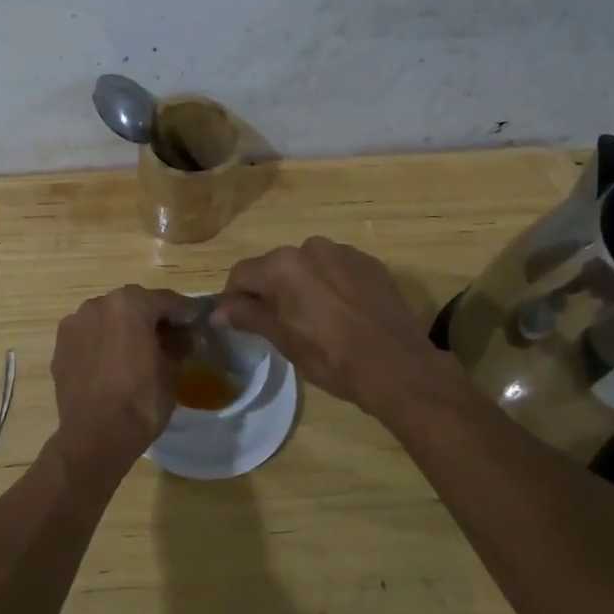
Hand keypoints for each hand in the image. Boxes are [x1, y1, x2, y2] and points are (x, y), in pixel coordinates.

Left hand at [49, 285, 192, 489]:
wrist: (95, 436)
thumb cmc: (141, 400)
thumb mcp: (173, 371)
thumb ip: (181, 344)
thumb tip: (185, 336)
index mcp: (130, 303)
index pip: (165, 300)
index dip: (184, 313)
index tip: (195, 325)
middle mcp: (98, 304)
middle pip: (134, 305)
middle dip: (151, 319)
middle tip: (168, 340)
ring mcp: (75, 323)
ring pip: (108, 319)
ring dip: (124, 329)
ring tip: (137, 354)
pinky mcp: (60, 345)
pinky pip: (90, 337)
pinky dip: (103, 343)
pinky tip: (112, 365)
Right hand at [216, 238, 439, 412]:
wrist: (396, 366)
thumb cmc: (330, 357)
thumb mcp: (282, 339)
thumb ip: (247, 316)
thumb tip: (217, 311)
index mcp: (282, 266)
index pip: (242, 274)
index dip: (235, 299)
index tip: (240, 321)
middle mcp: (310, 248)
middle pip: (275, 267)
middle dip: (271, 290)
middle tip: (280, 324)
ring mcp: (343, 252)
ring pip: (308, 266)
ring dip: (303, 285)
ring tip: (316, 318)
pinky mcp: (370, 263)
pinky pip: (337, 269)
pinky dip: (332, 285)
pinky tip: (343, 313)